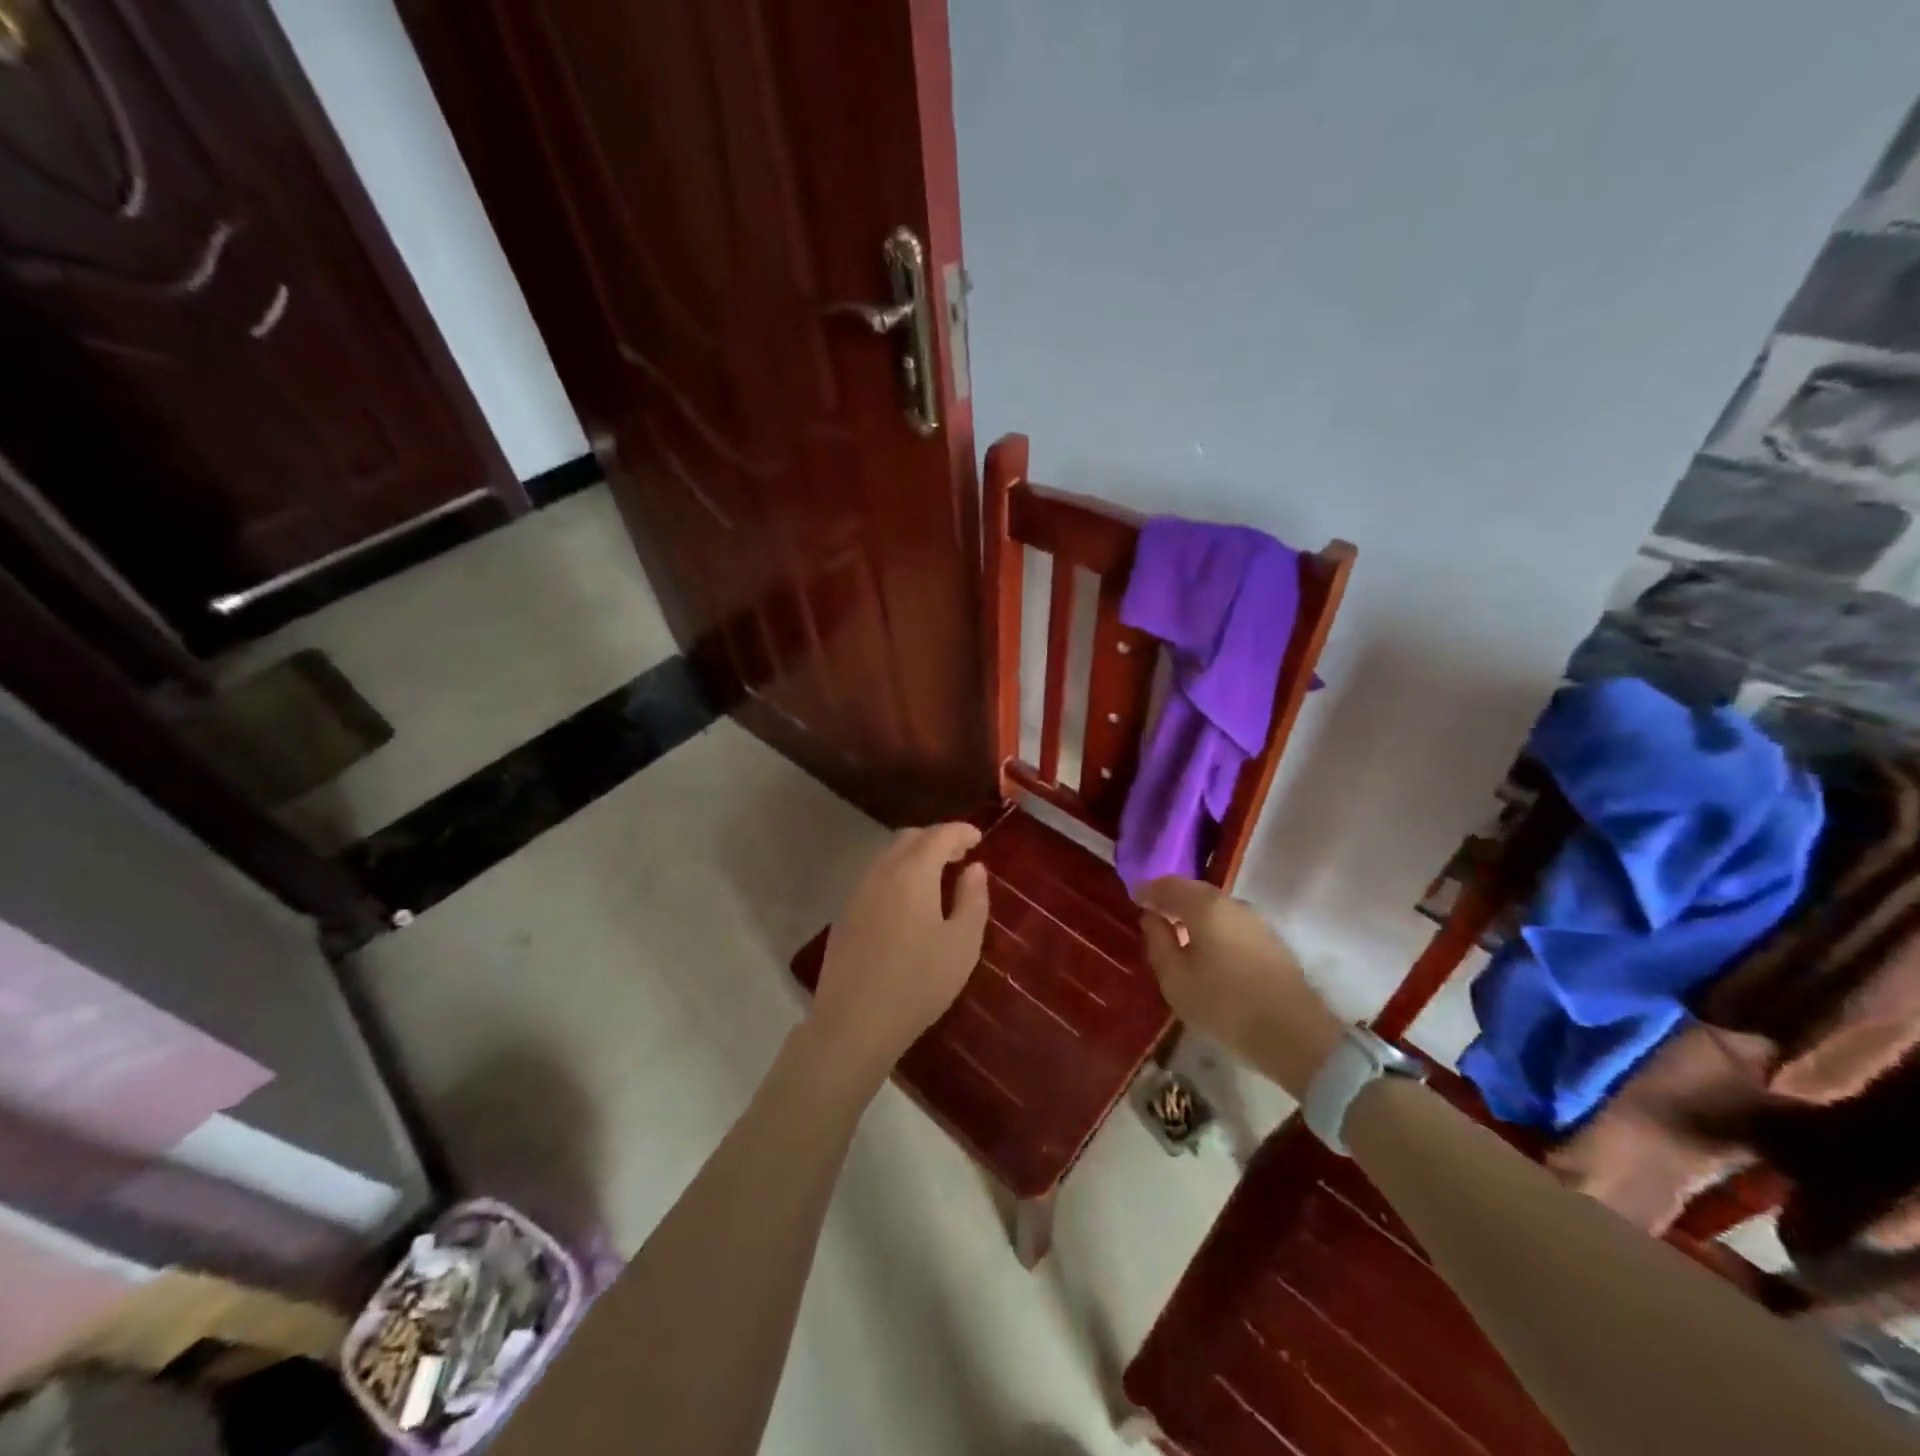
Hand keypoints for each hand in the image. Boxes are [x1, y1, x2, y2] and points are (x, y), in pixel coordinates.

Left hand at [810, 824, 989, 1082]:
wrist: (854, 1023)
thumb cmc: (918, 983)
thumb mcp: (962, 944)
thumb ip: (972, 899)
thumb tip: (975, 869)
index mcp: (912, 873)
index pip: (939, 835)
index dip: (960, 831)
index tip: (978, 839)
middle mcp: (881, 872)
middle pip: (909, 838)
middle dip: (937, 839)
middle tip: (960, 856)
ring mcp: (858, 892)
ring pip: (888, 856)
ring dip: (915, 856)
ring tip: (938, 878)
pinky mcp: (845, 913)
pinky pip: (876, 877)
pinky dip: (897, 874)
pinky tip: (909, 902)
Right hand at [1136, 877, 1342, 1097]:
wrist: (1294, 1034)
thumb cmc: (1224, 1004)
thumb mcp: (1175, 979)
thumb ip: (1158, 942)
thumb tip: (1152, 918)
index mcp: (1205, 906)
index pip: (1168, 885)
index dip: (1148, 891)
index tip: (1134, 900)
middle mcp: (1232, 903)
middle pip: (1194, 891)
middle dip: (1172, 899)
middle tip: (1154, 914)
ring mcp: (1256, 920)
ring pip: (1215, 907)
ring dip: (1194, 913)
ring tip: (1178, 933)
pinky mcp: (1270, 940)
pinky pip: (1231, 922)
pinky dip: (1213, 926)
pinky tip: (1207, 948)